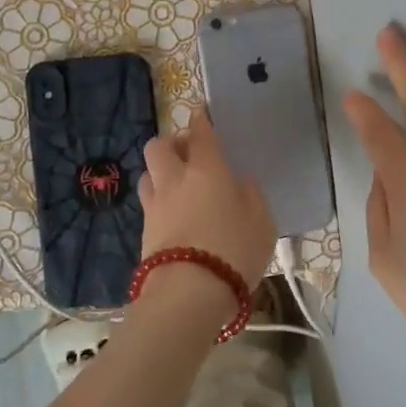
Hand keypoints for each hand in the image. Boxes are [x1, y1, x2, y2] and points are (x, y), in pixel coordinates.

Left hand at [137, 114, 276, 290]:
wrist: (189, 293)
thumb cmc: (234, 250)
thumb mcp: (262, 222)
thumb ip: (251, 196)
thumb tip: (239, 183)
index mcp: (207, 169)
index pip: (200, 133)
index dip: (201, 119)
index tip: (202, 113)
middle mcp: (175, 179)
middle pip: (159, 146)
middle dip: (171, 144)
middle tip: (188, 155)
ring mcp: (155, 205)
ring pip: (148, 174)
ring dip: (160, 173)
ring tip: (177, 186)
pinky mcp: (143, 232)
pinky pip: (149, 204)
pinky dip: (159, 202)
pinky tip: (174, 215)